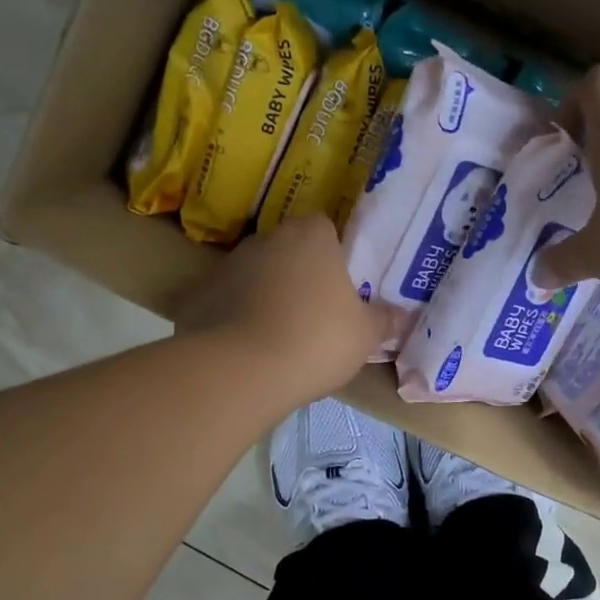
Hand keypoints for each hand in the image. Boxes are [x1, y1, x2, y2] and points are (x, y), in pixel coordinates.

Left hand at [175, 215, 392, 406]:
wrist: (242, 371)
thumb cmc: (316, 340)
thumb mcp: (365, 335)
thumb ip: (384, 320)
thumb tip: (402, 315)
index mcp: (310, 236)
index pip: (325, 228)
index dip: (334, 254)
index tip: (340, 285)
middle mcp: (266, 239)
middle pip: (288, 249)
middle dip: (298, 273)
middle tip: (314, 312)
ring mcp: (227, 265)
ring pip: (255, 275)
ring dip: (265, 294)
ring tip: (278, 336)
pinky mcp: (197, 296)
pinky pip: (225, 302)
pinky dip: (233, 317)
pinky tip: (245, 348)